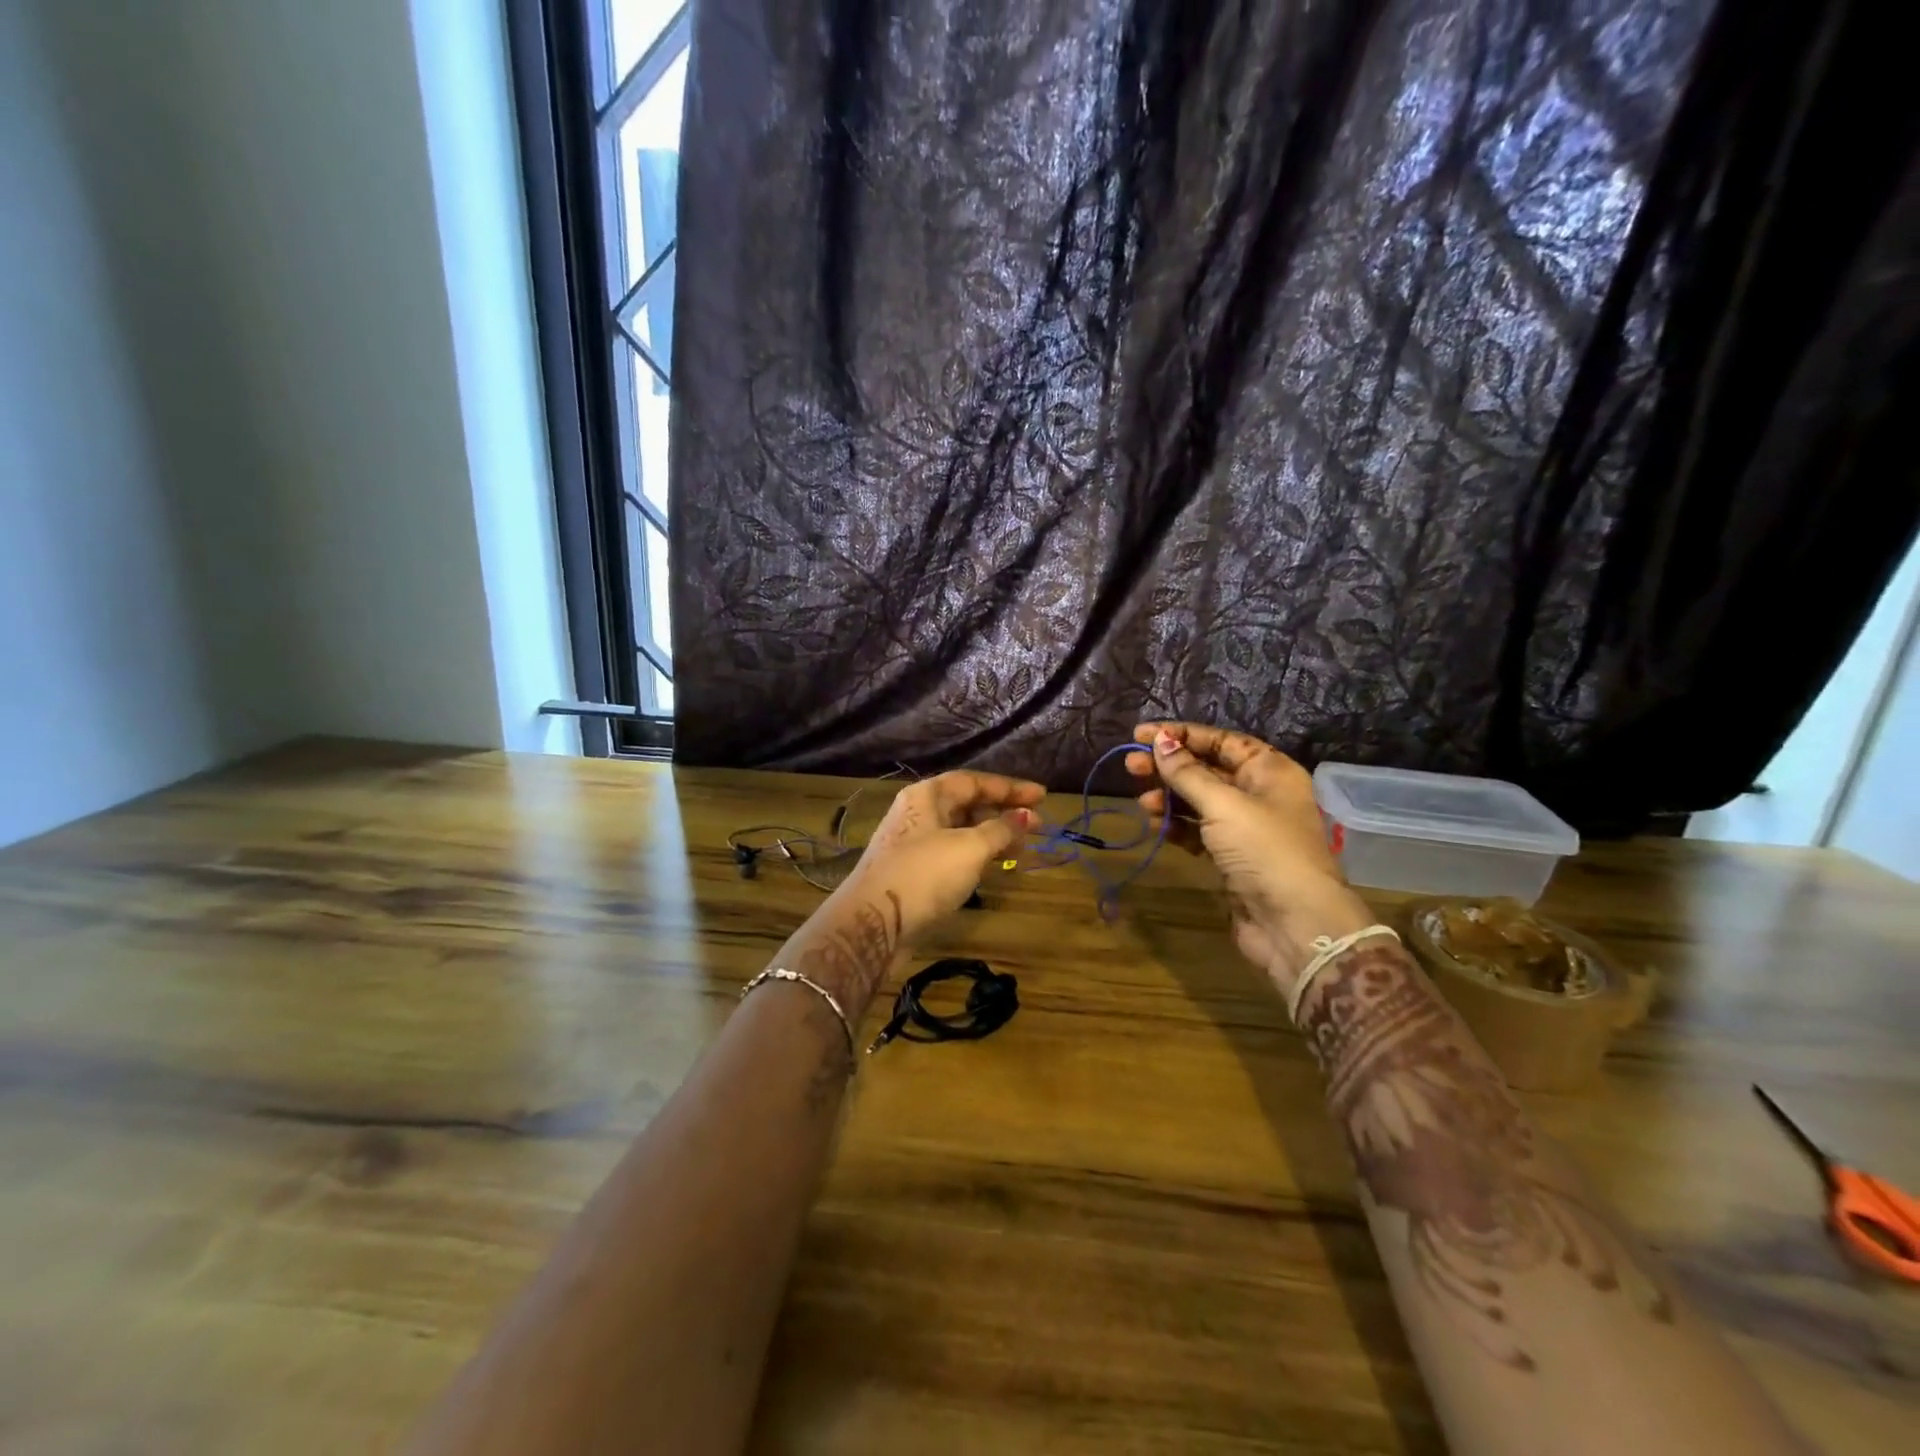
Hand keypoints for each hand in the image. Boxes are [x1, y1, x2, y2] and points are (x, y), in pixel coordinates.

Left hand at [839, 770, 1044, 942]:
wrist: (872, 924)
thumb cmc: (924, 875)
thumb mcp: (970, 848)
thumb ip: (1001, 829)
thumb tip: (1025, 816)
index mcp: (927, 796)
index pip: (975, 781)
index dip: (1010, 787)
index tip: (1043, 796)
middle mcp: (918, 813)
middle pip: (967, 804)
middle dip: (1004, 813)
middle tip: (1038, 826)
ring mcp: (914, 844)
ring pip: (961, 831)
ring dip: (993, 836)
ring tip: (1022, 849)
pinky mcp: (913, 872)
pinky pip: (953, 854)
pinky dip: (977, 856)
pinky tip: (994, 867)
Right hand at [1127, 722, 1374, 995]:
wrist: (1294, 923)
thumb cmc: (1264, 850)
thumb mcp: (1223, 804)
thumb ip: (1187, 773)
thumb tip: (1159, 740)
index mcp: (1269, 770)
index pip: (1220, 740)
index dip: (1181, 735)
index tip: (1141, 735)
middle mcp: (1260, 793)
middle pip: (1207, 769)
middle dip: (1169, 767)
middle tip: (1130, 767)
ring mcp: (1246, 828)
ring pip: (1199, 802)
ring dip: (1169, 798)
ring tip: (1142, 802)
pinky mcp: (1232, 857)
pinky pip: (1199, 831)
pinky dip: (1177, 826)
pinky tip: (1156, 826)